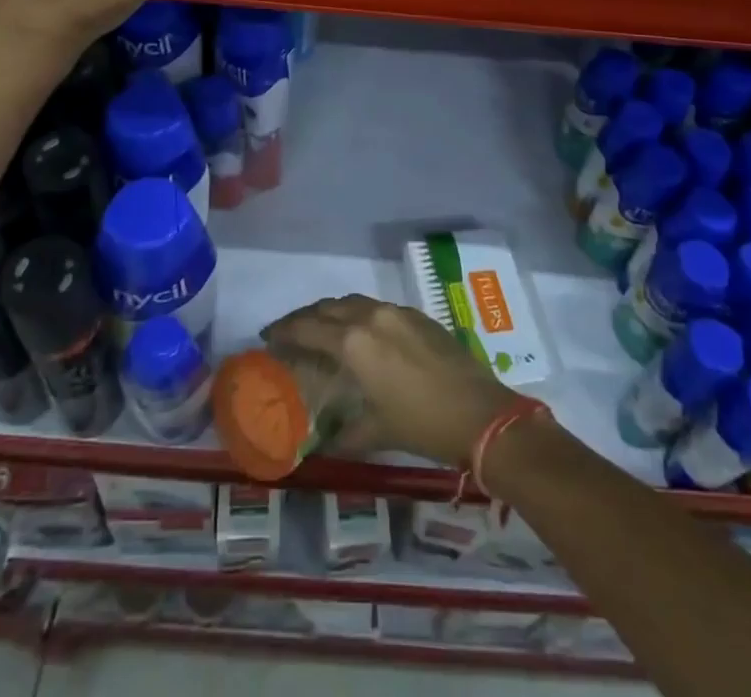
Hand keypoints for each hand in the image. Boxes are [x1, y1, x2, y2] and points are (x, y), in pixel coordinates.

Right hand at [262, 295, 524, 468]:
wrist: (482, 414)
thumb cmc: (424, 424)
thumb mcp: (380, 431)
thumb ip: (348, 434)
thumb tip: (325, 447)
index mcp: (355, 342)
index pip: (308, 327)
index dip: (285, 330)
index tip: (268, 336)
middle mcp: (372, 317)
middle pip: (328, 307)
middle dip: (306, 317)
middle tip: (290, 331)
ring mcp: (398, 312)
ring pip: (354, 302)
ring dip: (333, 312)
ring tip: (321, 328)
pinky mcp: (419, 316)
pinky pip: (378, 307)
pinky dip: (360, 315)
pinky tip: (363, 333)